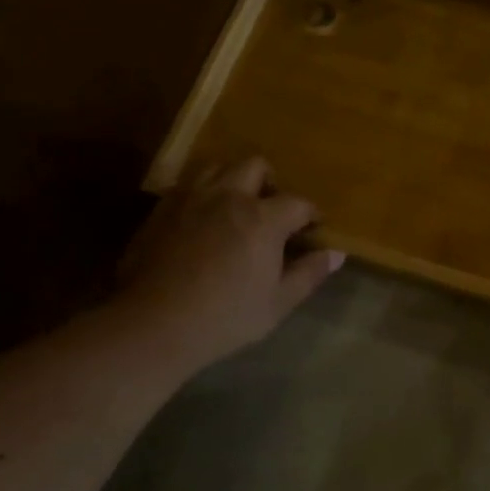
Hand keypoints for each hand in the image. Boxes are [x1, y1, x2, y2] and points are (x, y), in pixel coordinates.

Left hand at [112, 157, 342, 372]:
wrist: (153, 324)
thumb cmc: (225, 317)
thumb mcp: (278, 303)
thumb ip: (308, 274)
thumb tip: (335, 254)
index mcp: (263, 218)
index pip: (298, 203)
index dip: (311, 214)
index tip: (313, 229)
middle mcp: (228, 196)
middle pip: (255, 166)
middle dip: (270, 183)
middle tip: (272, 210)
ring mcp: (191, 198)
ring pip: (218, 168)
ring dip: (233, 181)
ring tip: (235, 208)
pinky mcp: (161, 209)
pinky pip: (187, 186)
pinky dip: (203, 195)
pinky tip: (202, 221)